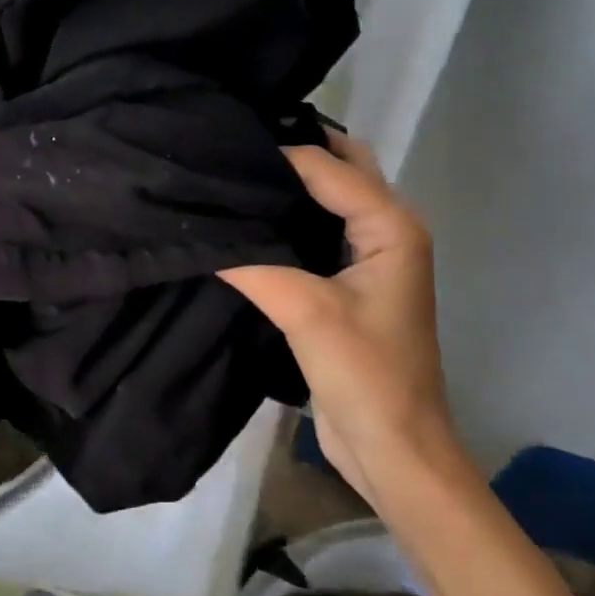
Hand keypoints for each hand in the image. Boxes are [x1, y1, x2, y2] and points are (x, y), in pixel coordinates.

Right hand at [220, 134, 460, 501]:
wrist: (393, 448)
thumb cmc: (365, 374)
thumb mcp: (306, 312)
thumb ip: (254, 264)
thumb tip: (201, 231)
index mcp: (391, 225)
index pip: (327, 167)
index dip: (277, 156)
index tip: (221, 149)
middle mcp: (386, 229)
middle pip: (340, 168)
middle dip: (295, 151)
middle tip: (234, 147)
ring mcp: (369, 256)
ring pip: (328, 198)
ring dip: (290, 184)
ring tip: (231, 174)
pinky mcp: (348, 282)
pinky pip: (316, 231)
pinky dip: (286, 218)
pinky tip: (245, 221)